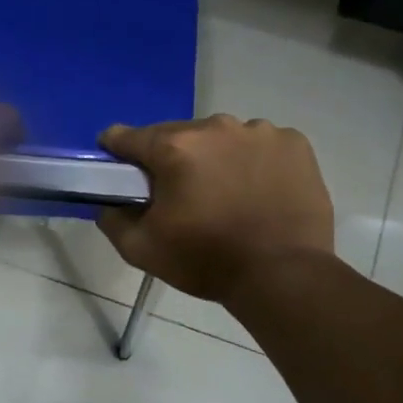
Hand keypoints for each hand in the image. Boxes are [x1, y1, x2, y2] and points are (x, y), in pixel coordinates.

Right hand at [97, 115, 334, 301]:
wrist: (283, 276)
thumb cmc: (206, 261)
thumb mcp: (141, 249)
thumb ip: (112, 219)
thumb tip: (107, 203)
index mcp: (174, 147)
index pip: (127, 137)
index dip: (117, 152)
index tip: (120, 170)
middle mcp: (215, 127)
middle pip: (177, 136)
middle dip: (172, 159)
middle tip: (180, 195)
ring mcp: (260, 131)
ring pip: (221, 138)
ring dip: (215, 158)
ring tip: (225, 195)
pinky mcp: (294, 143)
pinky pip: (260, 145)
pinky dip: (253, 161)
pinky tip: (257, 191)